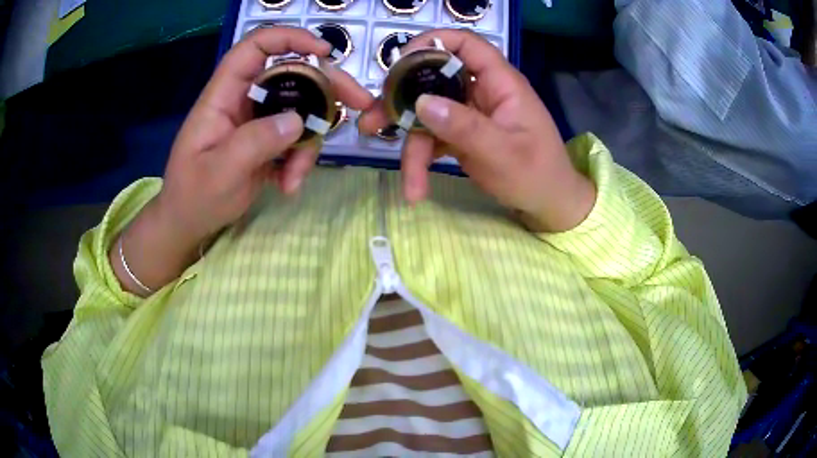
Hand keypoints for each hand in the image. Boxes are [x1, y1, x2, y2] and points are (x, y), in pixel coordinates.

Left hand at [112, 27, 373, 294]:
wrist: (188, 224)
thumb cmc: (193, 197)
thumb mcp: (219, 173)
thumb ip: (255, 143)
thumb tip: (297, 120)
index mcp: (224, 96)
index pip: (255, 48)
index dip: (289, 39)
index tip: (323, 51)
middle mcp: (244, 101)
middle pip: (292, 75)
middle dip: (327, 87)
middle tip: (360, 102)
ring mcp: (257, 121)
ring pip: (300, 111)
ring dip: (309, 142)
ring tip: (295, 178)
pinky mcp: (267, 142)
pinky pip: (296, 139)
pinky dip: (299, 162)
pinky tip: (288, 186)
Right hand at [359, 30, 595, 232]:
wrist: (549, 204)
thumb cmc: (537, 175)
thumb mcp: (502, 153)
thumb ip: (464, 126)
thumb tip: (421, 102)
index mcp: (499, 82)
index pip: (465, 44)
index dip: (431, 43)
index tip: (399, 63)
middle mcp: (481, 91)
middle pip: (434, 80)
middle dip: (402, 101)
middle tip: (372, 120)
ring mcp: (469, 113)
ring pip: (428, 114)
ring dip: (411, 144)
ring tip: (405, 182)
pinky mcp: (462, 133)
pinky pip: (433, 136)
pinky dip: (423, 159)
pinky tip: (416, 186)